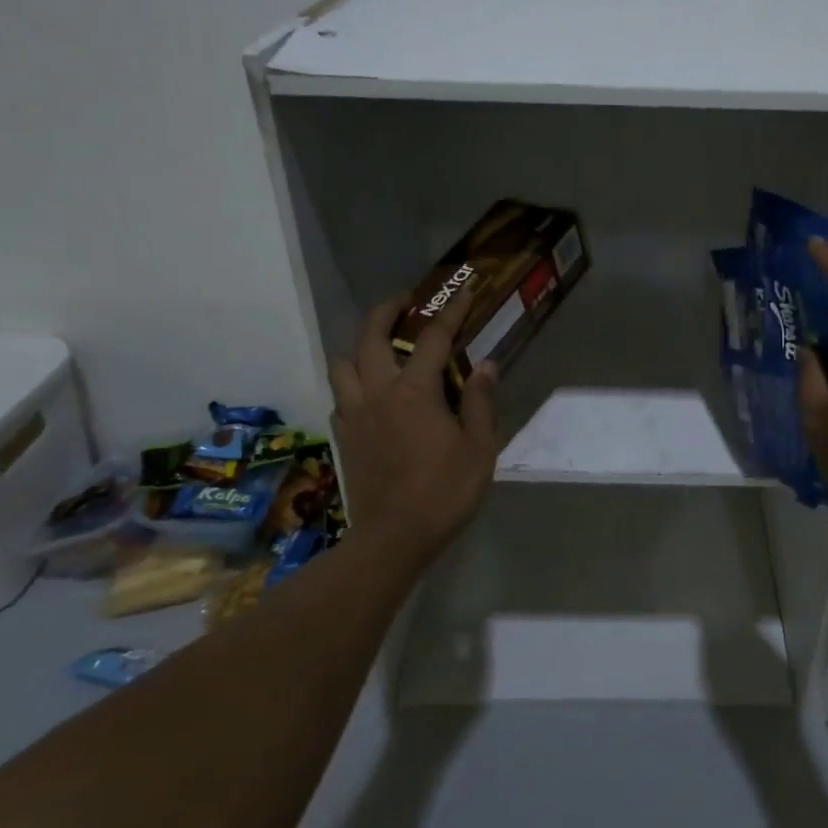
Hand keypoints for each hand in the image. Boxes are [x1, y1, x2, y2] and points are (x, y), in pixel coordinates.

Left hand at [330, 290, 499, 571]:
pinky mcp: (344, 435)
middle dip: (388, 310)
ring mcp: (355, 413)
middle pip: (372, 336)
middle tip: (404, 300)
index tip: (464, 290)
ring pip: (345, 363)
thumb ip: (479, 402)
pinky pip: (341, 394)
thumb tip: (486, 366)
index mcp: (415, 392)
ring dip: (361, 345)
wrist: (393, 537)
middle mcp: (378, 392)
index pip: (434, 338)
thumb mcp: (479, 447)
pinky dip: (354, 380)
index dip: (451, 311)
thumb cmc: (445, 491)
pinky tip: (370, 390)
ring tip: (380, 345)